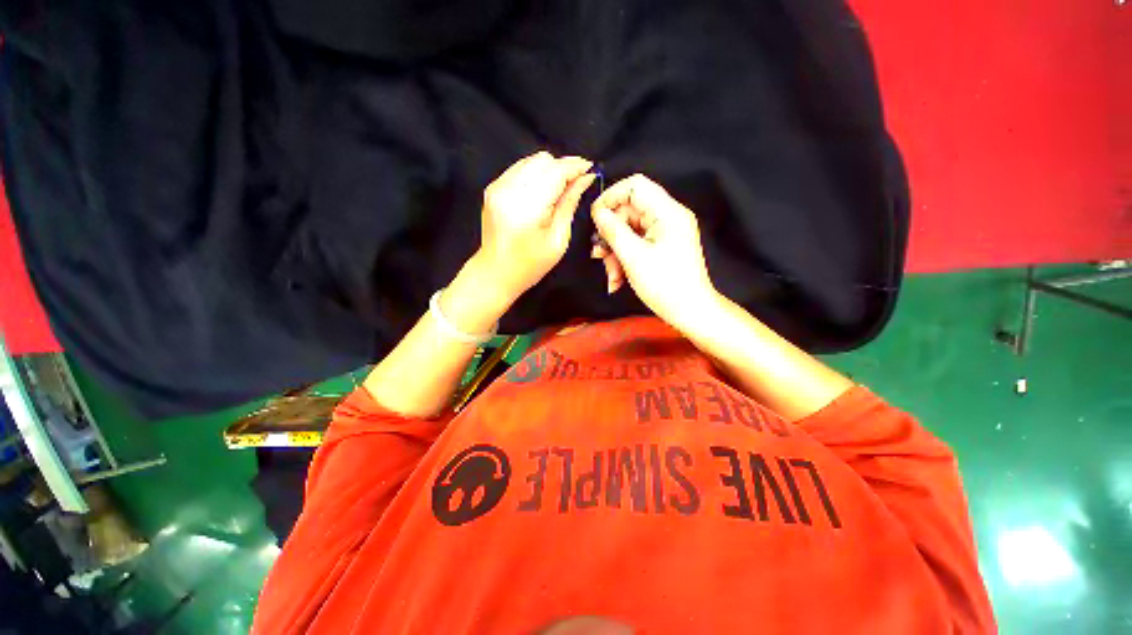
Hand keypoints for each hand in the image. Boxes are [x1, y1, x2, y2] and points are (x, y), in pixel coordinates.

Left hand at [476, 151, 596, 302]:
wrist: (495, 273)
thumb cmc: (530, 265)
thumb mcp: (558, 240)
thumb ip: (570, 204)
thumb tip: (584, 179)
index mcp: (527, 207)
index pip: (555, 171)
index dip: (575, 166)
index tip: (590, 169)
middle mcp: (509, 190)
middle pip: (543, 160)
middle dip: (563, 167)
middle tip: (577, 183)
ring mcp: (497, 187)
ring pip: (531, 160)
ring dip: (550, 169)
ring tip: (561, 188)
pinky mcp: (493, 188)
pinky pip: (520, 168)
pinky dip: (535, 174)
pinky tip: (543, 190)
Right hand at [591, 174, 718, 330]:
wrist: (689, 311)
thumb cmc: (665, 285)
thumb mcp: (633, 257)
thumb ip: (613, 230)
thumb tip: (598, 212)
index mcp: (668, 212)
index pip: (635, 186)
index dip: (611, 197)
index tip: (595, 217)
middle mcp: (668, 217)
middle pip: (629, 212)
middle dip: (611, 235)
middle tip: (599, 255)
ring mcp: (665, 233)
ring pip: (629, 231)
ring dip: (615, 252)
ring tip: (611, 275)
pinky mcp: (662, 246)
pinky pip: (636, 244)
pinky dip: (624, 259)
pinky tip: (617, 279)